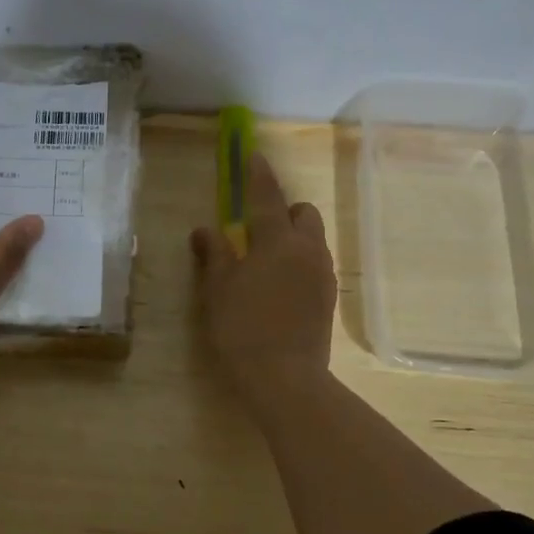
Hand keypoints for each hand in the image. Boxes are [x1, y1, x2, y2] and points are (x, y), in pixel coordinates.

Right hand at [190, 152, 337, 399]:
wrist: (285, 378)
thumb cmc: (243, 328)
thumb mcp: (218, 289)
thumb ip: (214, 254)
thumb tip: (205, 230)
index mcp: (277, 241)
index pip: (267, 197)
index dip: (259, 175)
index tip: (255, 156)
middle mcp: (307, 250)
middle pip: (304, 213)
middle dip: (285, 210)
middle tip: (257, 228)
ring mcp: (323, 274)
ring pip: (313, 239)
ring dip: (294, 237)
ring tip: (266, 261)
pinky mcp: (328, 298)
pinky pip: (316, 264)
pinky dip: (300, 261)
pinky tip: (280, 286)